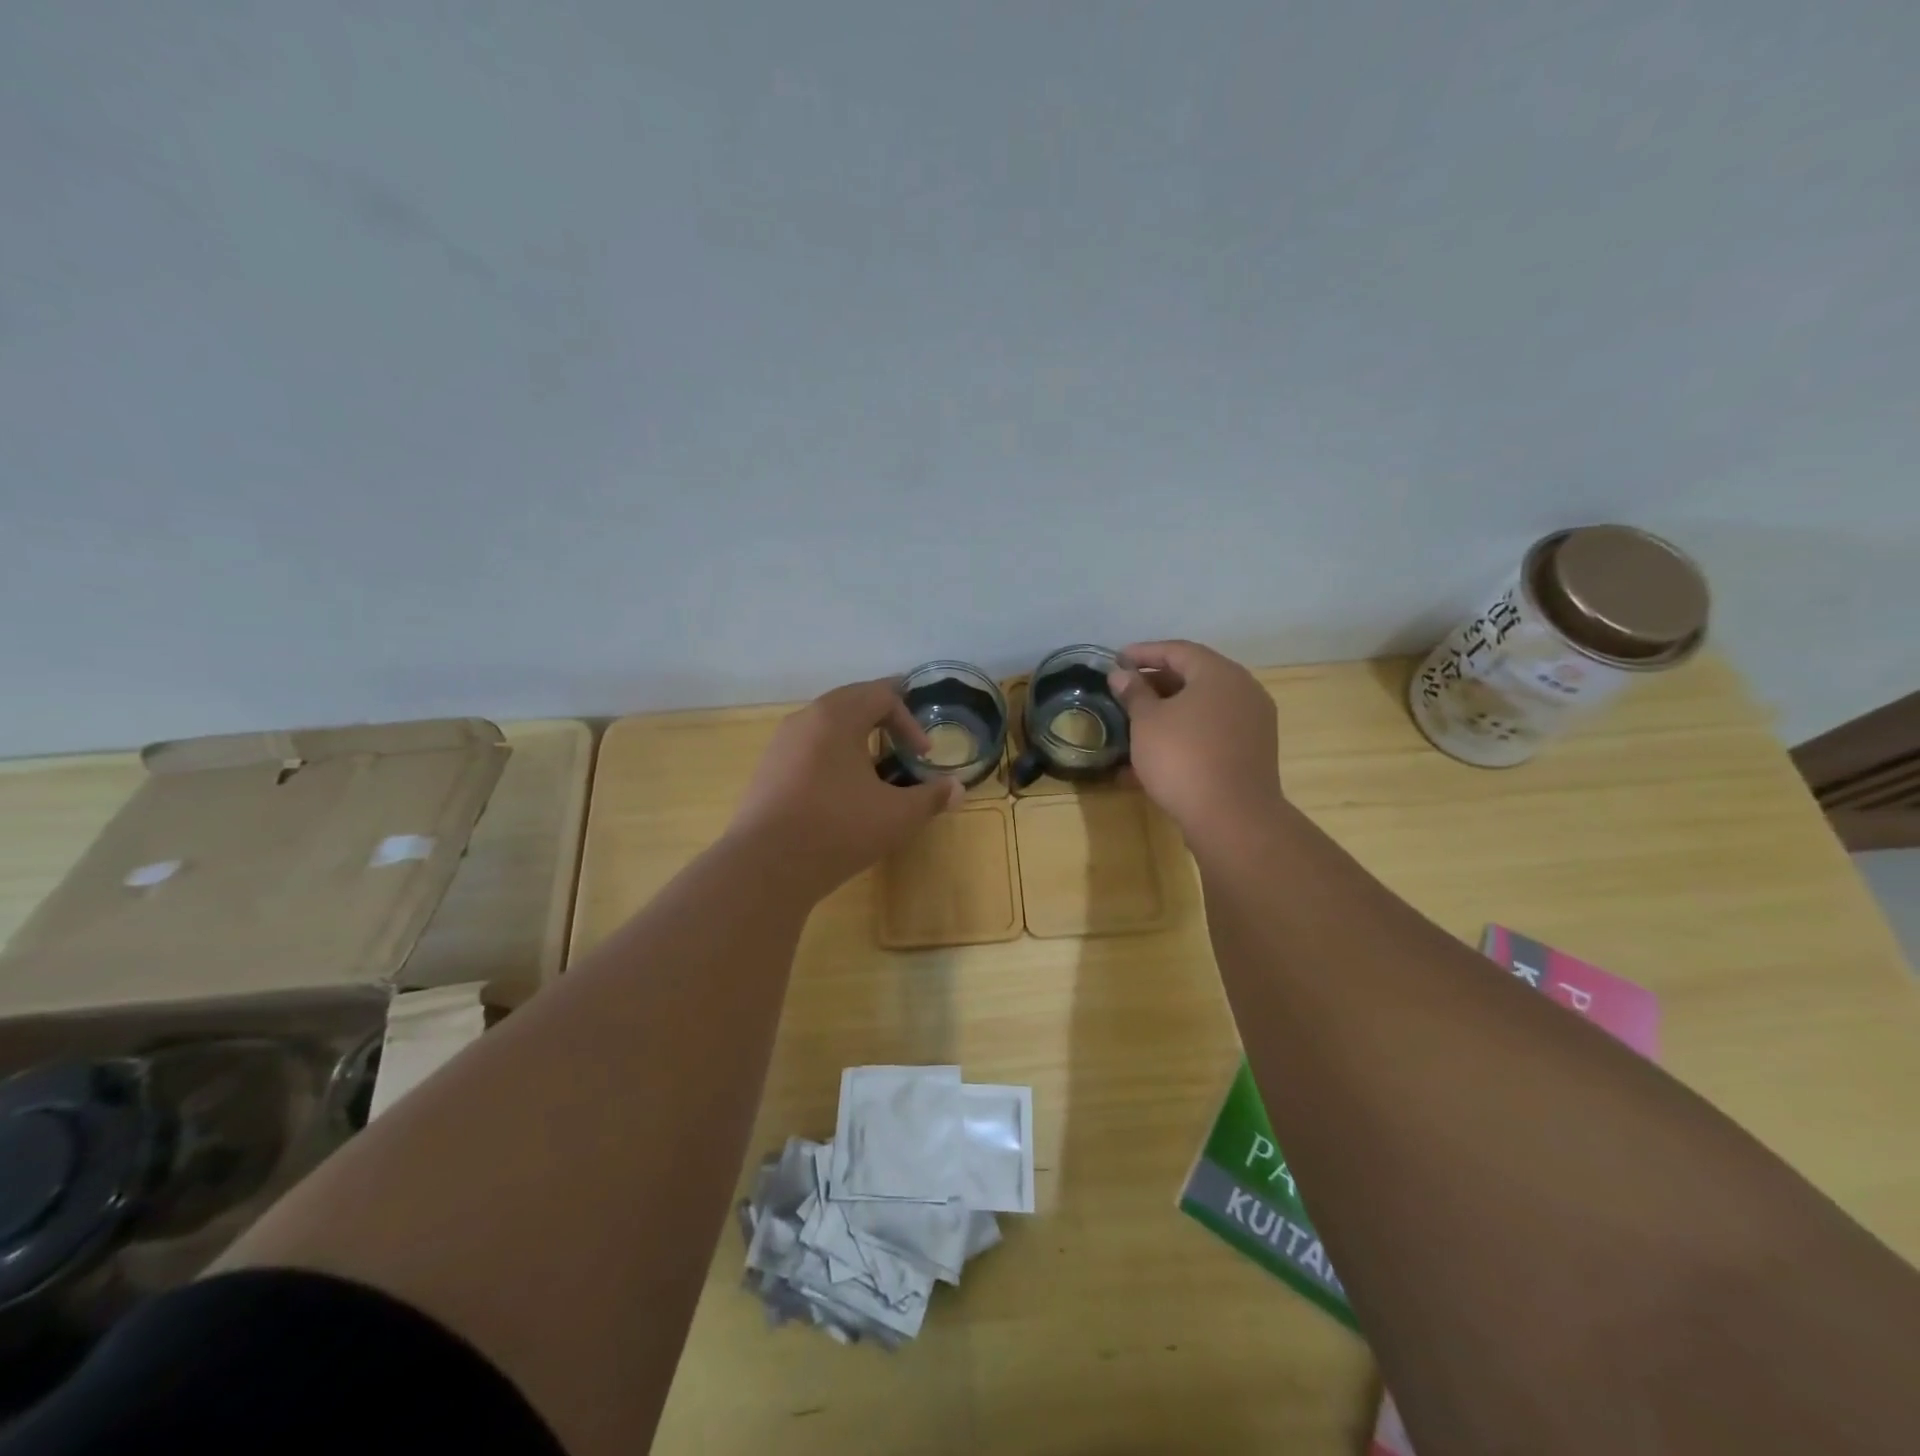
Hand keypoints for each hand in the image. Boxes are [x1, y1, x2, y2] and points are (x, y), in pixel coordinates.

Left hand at [728, 678, 963, 895]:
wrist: (765, 866)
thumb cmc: (838, 829)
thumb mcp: (897, 815)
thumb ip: (932, 797)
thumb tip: (958, 789)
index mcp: (837, 717)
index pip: (881, 695)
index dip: (909, 721)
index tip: (923, 755)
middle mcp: (805, 719)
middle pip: (851, 700)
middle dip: (883, 716)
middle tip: (904, 739)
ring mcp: (781, 744)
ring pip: (825, 723)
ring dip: (855, 734)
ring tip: (874, 762)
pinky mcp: (767, 770)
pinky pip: (808, 746)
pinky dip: (831, 754)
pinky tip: (840, 787)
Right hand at [1108, 640, 1284, 845]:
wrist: (1232, 817)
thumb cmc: (1183, 758)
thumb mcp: (1147, 722)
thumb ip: (1134, 693)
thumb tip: (1121, 674)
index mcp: (1219, 674)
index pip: (1178, 650)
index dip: (1144, 653)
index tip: (1117, 660)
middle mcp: (1243, 690)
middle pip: (1194, 676)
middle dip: (1156, 682)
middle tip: (1126, 691)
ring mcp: (1253, 722)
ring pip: (1204, 706)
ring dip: (1171, 709)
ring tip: (1138, 721)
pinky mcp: (1253, 751)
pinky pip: (1214, 730)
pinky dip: (1187, 731)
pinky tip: (1161, 750)